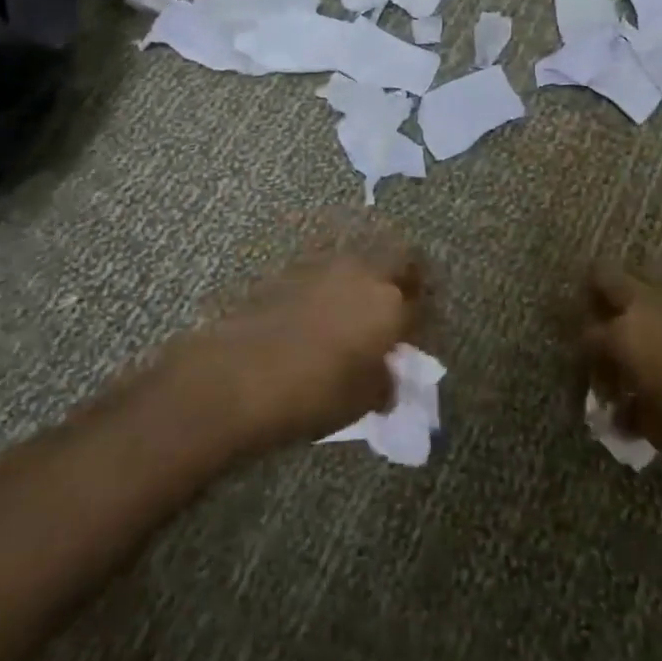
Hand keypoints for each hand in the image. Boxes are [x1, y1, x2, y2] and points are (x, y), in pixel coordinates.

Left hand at [159, 251, 423, 453]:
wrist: (238, 375)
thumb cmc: (313, 393)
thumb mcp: (362, 400)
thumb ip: (384, 382)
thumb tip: (386, 376)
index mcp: (390, 305)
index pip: (422, 303)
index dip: (423, 319)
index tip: (417, 336)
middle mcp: (363, 274)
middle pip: (398, 260)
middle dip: (405, 279)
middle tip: (399, 304)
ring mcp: (324, 266)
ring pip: (360, 261)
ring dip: (365, 279)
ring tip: (355, 309)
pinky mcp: (290, 270)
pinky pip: (325, 270)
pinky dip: (330, 285)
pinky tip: (319, 311)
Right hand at [580, 267, 661, 474]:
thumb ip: (632, 417)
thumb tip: (618, 414)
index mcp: (625, 336)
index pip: (587, 336)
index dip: (586, 360)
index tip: (599, 384)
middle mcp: (647, 306)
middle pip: (605, 278)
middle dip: (595, 296)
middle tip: (603, 326)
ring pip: (646, 292)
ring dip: (639, 312)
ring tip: (653, 351)